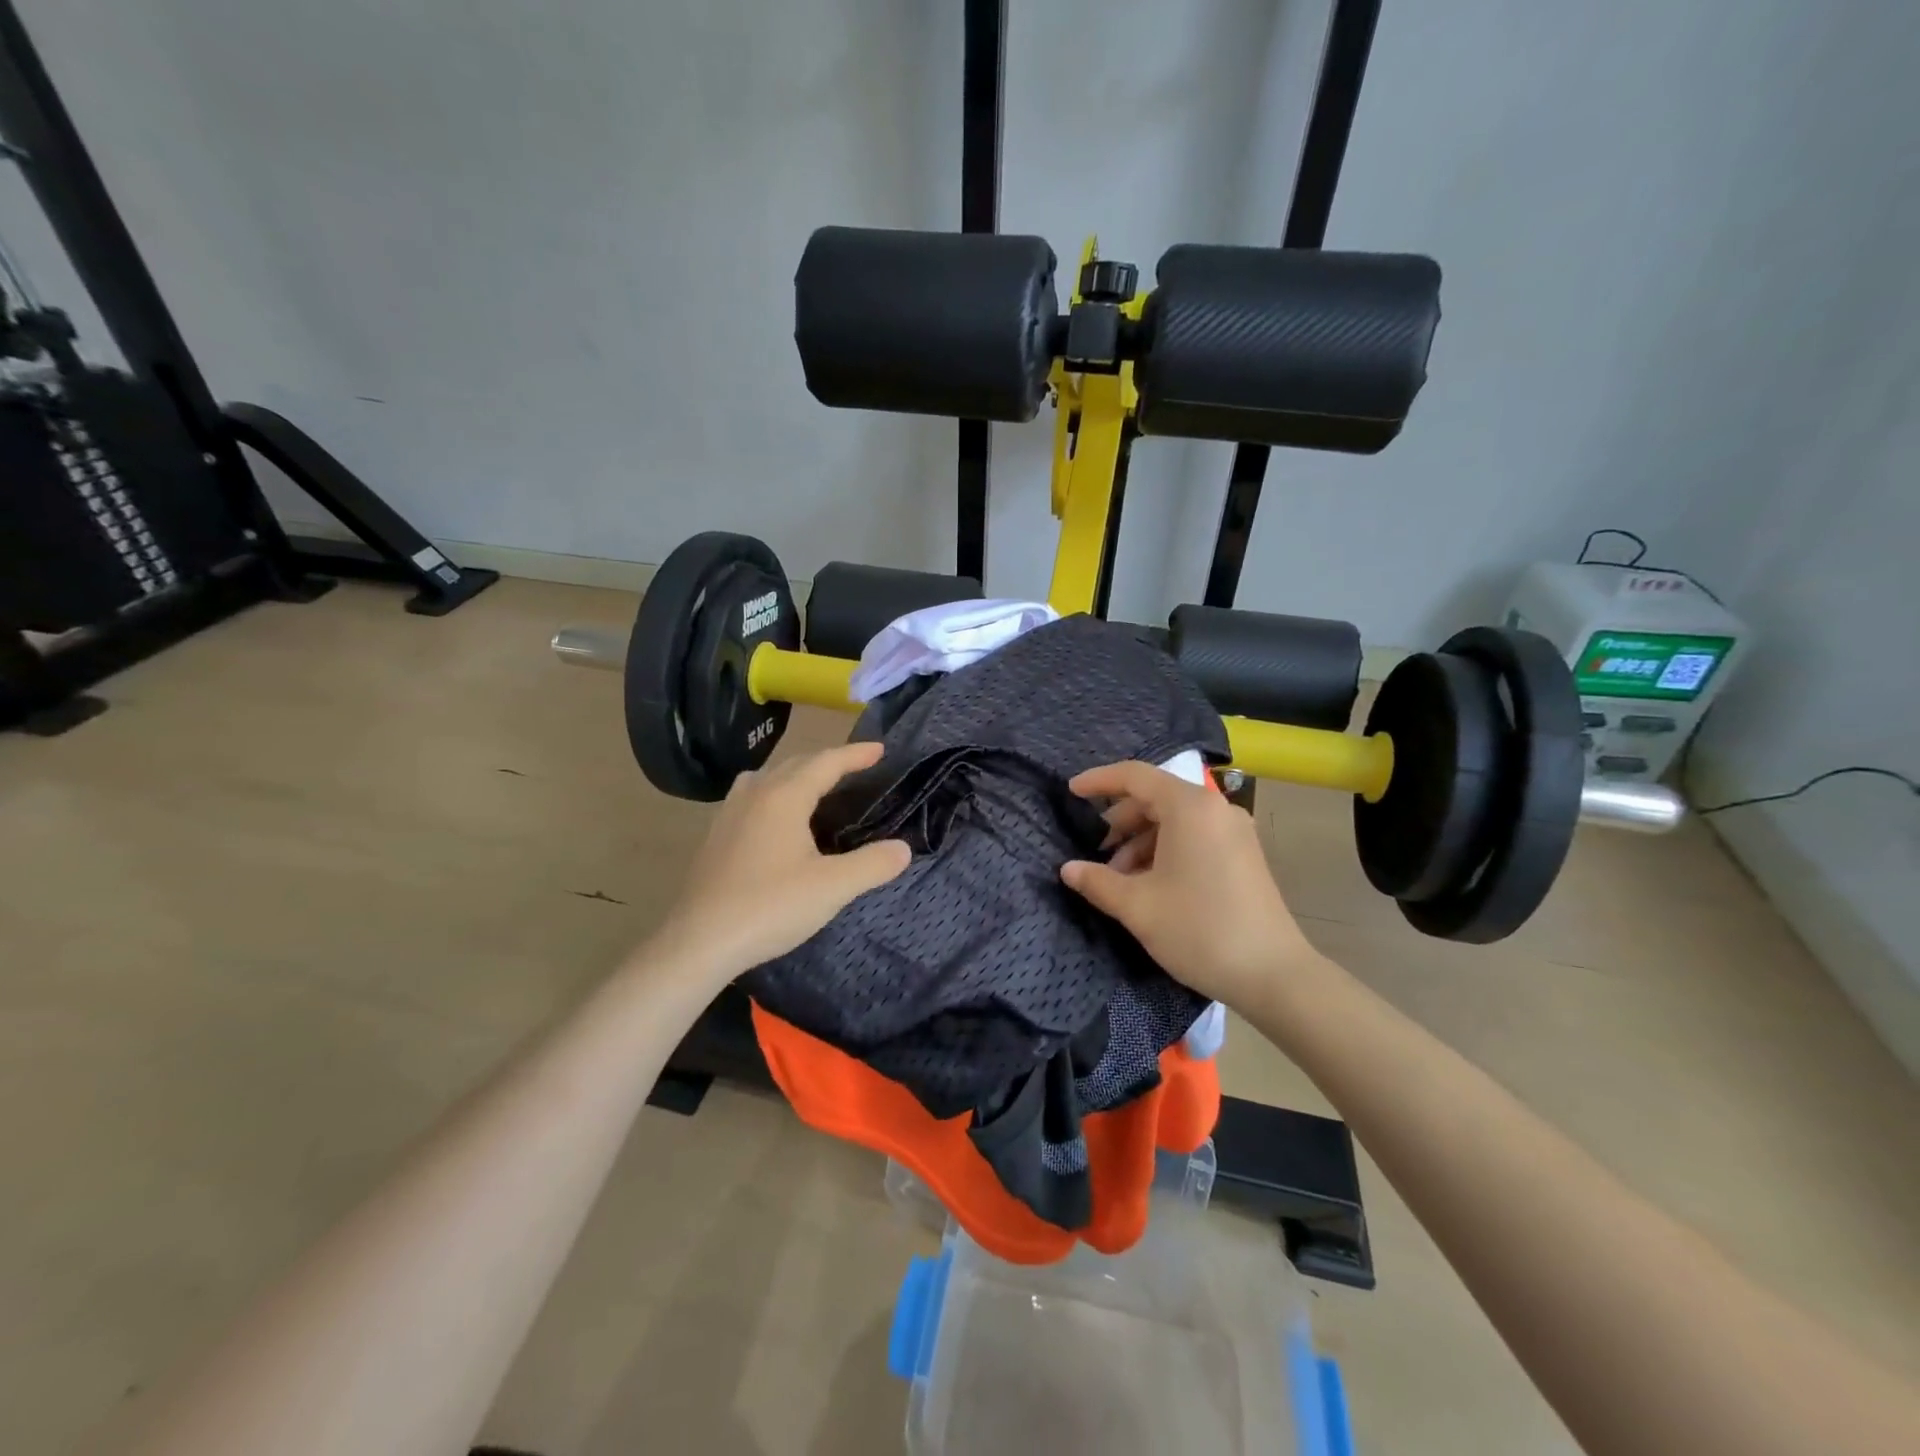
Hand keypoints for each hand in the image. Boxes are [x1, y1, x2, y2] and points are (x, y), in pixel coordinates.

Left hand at [652, 742, 910, 976]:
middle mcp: (755, 794)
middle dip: (828, 761)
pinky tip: (776, 819)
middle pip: (796, 764)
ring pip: (768, 777)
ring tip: (816, 787)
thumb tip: (903, 849)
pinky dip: (773, 793)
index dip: (855, 754)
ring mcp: (729, 813)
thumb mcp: (832, 888)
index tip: (880, 750)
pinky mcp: (715, 836)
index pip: (826, 762)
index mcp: (784, 797)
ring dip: (796, 774)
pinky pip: (751, 796)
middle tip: (857, 767)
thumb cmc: (770, 907)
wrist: (700, 942)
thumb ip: (872, 864)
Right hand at [1059, 761, 1317, 1008]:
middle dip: (1119, 821)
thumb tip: (1068, 869)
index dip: (1098, 781)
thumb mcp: (1137, 906)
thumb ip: (1097, 881)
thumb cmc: (1199, 930)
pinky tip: (1149, 884)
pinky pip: (1194, 836)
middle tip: (1094, 852)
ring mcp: (1234, 831)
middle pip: (1155, 797)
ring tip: (1118, 878)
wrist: (1273, 975)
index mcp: (1190, 807)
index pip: (1135, 776)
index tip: (1070, 792)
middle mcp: (1215, 809)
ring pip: (1174, 820)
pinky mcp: (1243, 854)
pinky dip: (1165, 850)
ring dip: (1140, 841)